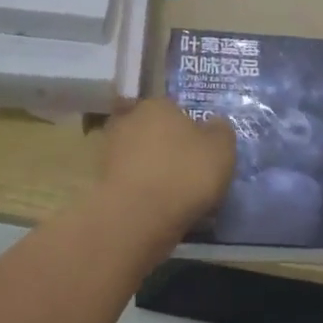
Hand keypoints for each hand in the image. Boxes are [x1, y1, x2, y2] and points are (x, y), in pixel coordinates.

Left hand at [98, 98, 236, 237]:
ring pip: (138, 155)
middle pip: (152, 130)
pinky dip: (140, 189)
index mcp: (157, 104)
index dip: (187, 127)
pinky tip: (155, 206)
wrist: (137, 217)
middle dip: (165, 145)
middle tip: (185, 169)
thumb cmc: (184, 174)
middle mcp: (129, 120)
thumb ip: (220, 131)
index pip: (173, 108)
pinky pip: (129, 180)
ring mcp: (110, 150)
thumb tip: (214, 124)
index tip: (199, 149)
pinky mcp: (101, 180)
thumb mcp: (221, 149)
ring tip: (172, 193)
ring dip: (151, 169)